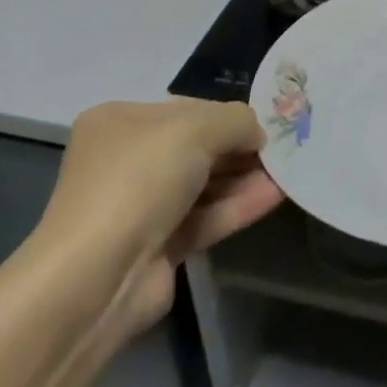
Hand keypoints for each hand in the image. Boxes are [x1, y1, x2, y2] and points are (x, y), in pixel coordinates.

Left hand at [40, 100, 284, 338]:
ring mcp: (140, 207)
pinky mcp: (158, 247)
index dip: (225, 115)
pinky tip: (275, 195)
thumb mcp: (194, 129)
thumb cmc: (139, 180)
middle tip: (283, 146)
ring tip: (288, 169)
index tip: (265, 121)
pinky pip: (205, 217)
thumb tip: (259, 132)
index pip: (184, 110)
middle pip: (195, 147)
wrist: (99, 276)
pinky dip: (237, 206)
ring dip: (243, 177)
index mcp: (119, 122)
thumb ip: (235, 121)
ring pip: (203, 185)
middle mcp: (126, 161)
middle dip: (238, 146)